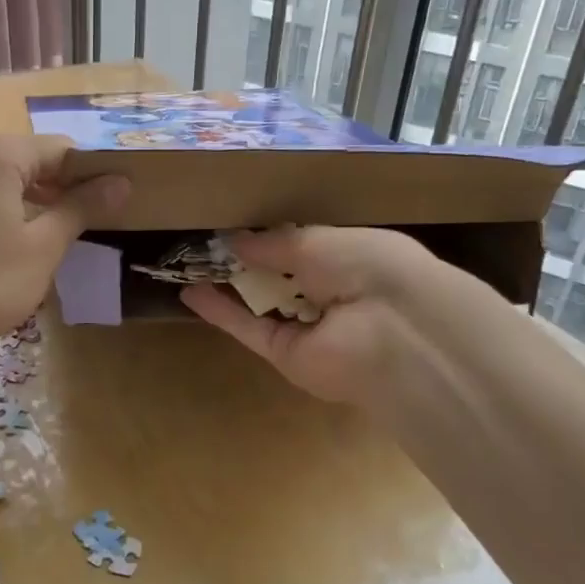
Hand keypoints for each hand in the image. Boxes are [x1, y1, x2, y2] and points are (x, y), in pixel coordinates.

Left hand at [0, 133, 127, 364]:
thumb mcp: (43, 247)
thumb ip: (82, 207)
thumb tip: (121, 182)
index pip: (61, 151)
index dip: (91, 177)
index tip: (112, 208)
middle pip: (28, 158)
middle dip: (58, 188)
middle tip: (84, 227)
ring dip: (28, 198)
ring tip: (50, 236)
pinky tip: (7, 239)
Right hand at [180, 226, 470, 414]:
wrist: (397, 332)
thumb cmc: (368, 267)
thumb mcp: (319, 241)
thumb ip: (275, 243)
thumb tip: (236, 239)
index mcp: (351, 259)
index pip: (304, 248)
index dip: (270, 239)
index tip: (234, 228)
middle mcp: (330, 294)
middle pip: (279, 278)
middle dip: (245, 263)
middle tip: (205, 245)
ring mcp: (307, 329)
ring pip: (260, 305)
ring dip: (227, 286)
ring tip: (188, 265)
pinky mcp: (286, 355)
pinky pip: (249, 328)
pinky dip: (220, 312)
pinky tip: (190, 292)